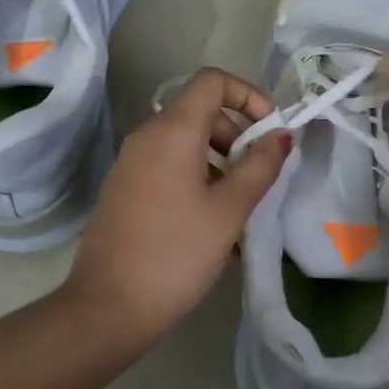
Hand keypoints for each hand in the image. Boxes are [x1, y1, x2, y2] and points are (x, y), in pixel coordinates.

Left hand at [65, 69, 290, 348]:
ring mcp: (131, 164)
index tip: (270, 132)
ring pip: (186, 145)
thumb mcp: (229, 210)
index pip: (212, 81)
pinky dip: (197, 181)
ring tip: (240, 210)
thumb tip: (280, 136)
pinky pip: (168, 169)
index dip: (248, 95)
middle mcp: (147, 137)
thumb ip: (260, 167)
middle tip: (258, 178)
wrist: (108, 307)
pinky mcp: (124, 191)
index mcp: (172, 131)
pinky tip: (212, 228)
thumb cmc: (177, 253)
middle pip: (201, 113)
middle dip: (237, 137)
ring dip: (220, 165)